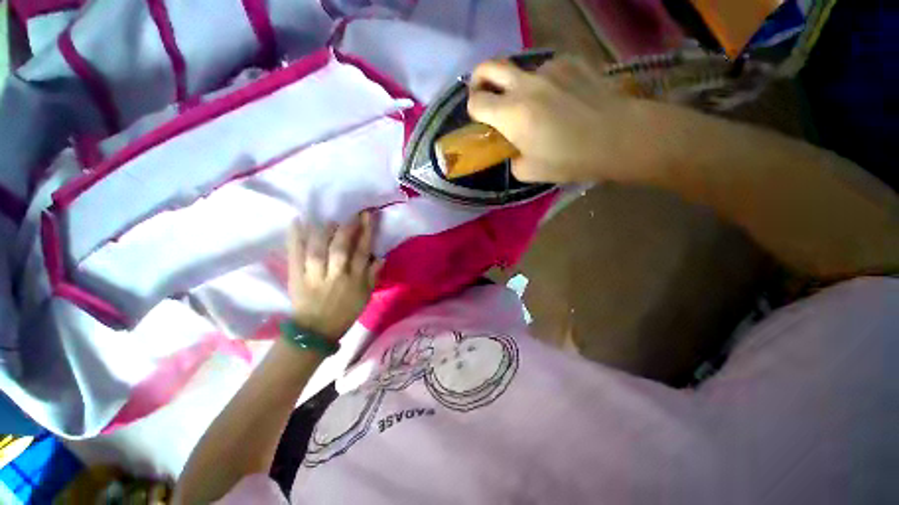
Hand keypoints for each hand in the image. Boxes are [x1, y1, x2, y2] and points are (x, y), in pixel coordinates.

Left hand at [287, 213, 382, 341]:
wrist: (316, 330)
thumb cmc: (345, 312)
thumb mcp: (365, 296)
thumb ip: (373, 275)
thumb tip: (380, 256)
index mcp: (355, 281)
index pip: (362, 252)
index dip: (366, 232)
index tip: (368, 215)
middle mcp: (336, 276)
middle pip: (341, 249)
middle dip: (347, 228)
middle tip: (351, 214)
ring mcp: (314, 276)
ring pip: (318, 250)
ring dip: (323, 231)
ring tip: (329, 219)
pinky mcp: (296, 277)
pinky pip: (295, 255)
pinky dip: (295, 238)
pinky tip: (297, 222)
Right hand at [467, 55, 650, 183]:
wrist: (617, 136)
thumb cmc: (569, 159)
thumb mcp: (530, 172)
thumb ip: (513, 160)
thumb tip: (514, 151)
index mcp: (511, 113)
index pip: (476, 102)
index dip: (473, 109)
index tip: (480, 118)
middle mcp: (525, 85)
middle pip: (489, 67)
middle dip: (479, 79)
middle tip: (484, 92)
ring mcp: (549, 69)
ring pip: (521, 70)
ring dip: (519, 86)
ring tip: (536, 104)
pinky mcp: (571, 62)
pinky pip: (548, 69)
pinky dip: (546, 82)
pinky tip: (561, 97)